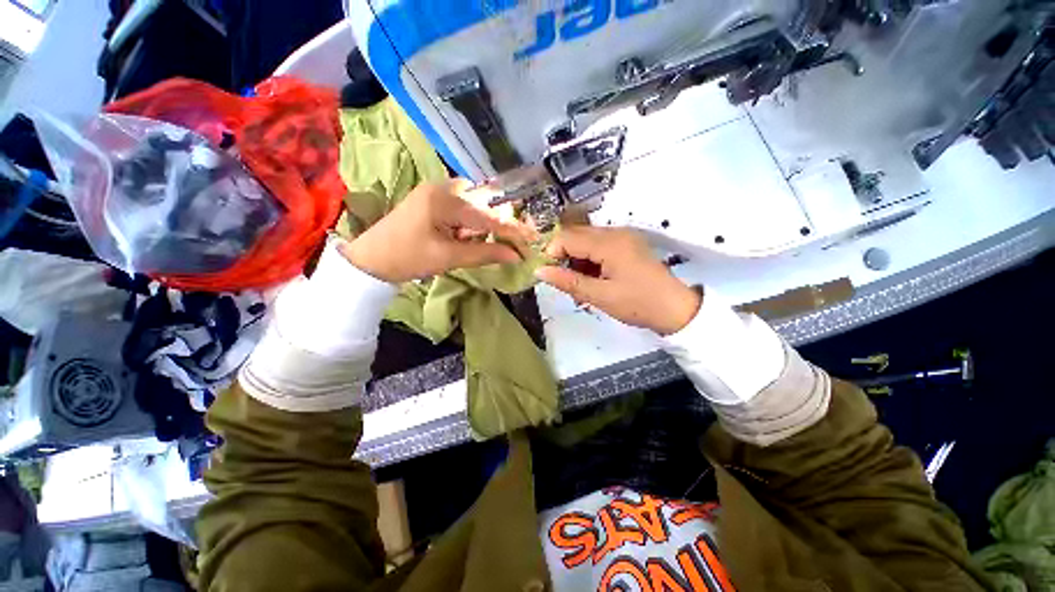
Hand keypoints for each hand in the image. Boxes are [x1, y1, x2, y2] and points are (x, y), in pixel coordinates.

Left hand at [342, 180, 534, 282]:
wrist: (370, 261)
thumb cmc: (407, 258)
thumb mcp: (448, 257)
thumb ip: (484, 253)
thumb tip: (515, 256)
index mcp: (444, 198)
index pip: (487, 215)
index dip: (511, 231)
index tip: (530, 242)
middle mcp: (443, 188)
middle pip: (484, 205)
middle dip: (501, 226)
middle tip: (516, 244)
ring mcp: (437, 193)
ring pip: (475, 209)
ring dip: (486, 227)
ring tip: (494, 244)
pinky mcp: (434, 203)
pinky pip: (463, 212)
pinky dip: (472, 227)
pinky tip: (471, 239)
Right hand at [535, 226, 700, 335]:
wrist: (676, 309)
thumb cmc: (638, 304)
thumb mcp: (600, 296)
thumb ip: (568, 281)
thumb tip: (539, 271)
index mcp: (609, 243)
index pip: (567, 237)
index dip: (552, 253)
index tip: (548, 274)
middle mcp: (615, 232)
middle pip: (576, 236)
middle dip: (564, 257)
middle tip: (564, 282)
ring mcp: (623, 236)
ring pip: (586, 240)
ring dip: (576, 260)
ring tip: (579, 285)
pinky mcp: (627, 244)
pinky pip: (599, 245)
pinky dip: (590, 260)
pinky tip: (592, 279)